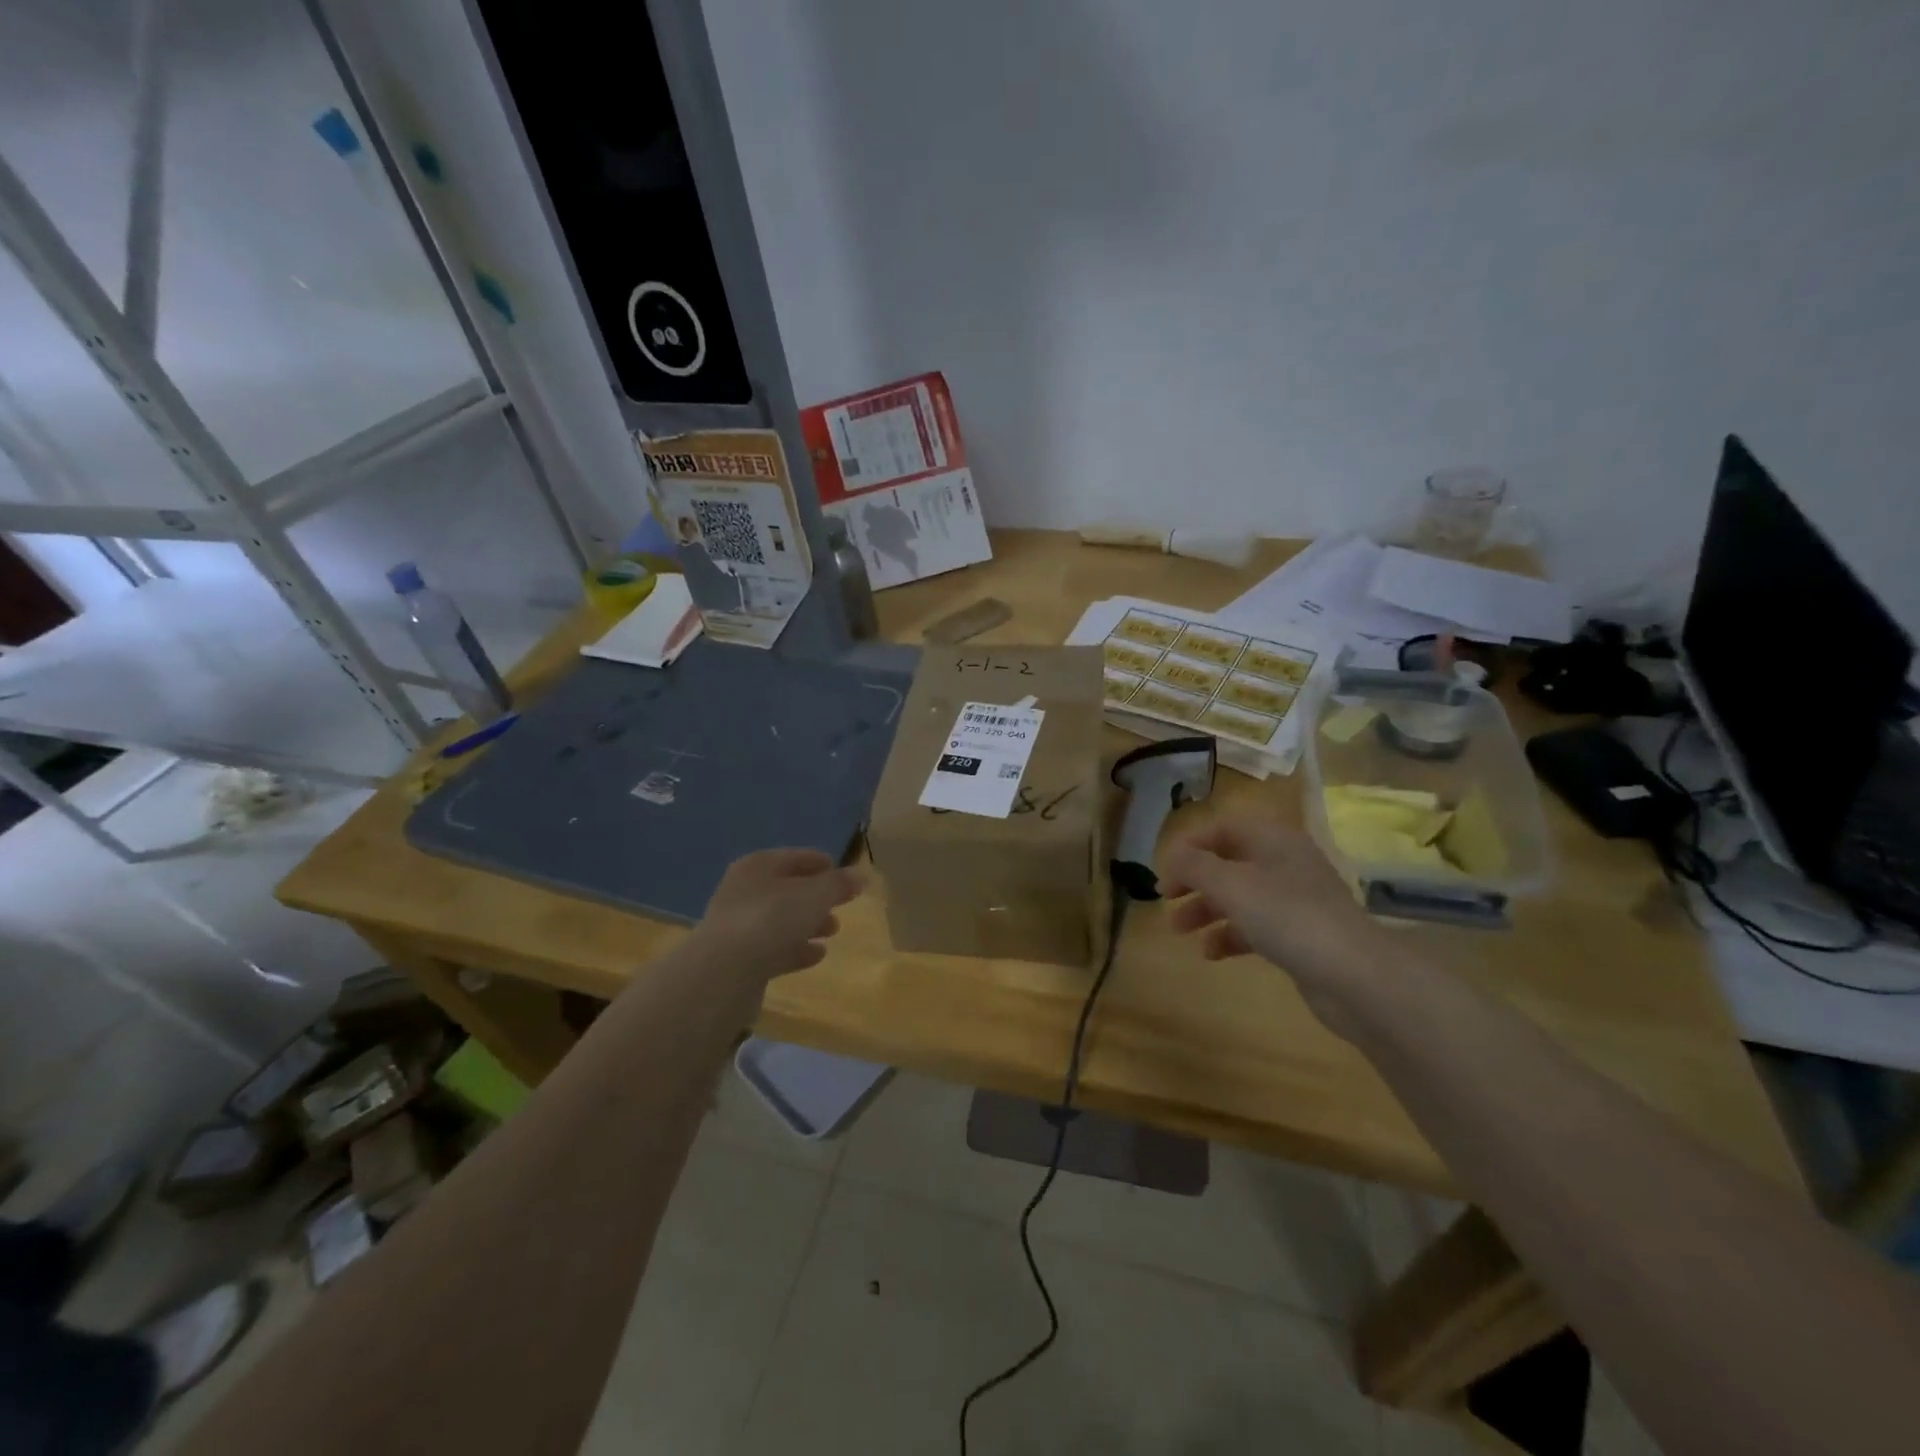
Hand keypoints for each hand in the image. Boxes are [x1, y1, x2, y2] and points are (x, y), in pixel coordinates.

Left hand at [691, 848, 863, 982]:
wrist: (724, 972)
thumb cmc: (771, 918)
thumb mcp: (814, 895)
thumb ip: (838, 884)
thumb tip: (860, 876)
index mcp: (758, 866)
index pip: (796, 857)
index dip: (822, 863)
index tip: (845, 874)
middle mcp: (744, 890)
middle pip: (787, 889)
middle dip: (816, 897)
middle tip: (842, 905)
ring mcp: (739, 926)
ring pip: (781, 920)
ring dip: (808, 923)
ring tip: (833, 931)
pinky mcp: (739, 959)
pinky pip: (774, 948)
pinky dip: (796, 949)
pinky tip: (816, 955)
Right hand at [1161, 816, 1388, 1017]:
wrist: (1354, 975)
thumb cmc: (1287, 916)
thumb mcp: (1231, 884)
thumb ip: (1195, 865)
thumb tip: (1172, 856)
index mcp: (1273, 839)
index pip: (1223, 828)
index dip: (1190, 844)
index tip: (1165, 870)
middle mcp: (1285, 863)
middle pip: (1229, 862)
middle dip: (1194, 880)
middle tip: (1166, 900)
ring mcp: (1295, 901)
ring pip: (1239, 896)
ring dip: (1206, 910)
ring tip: (1180, 931)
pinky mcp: (1300, 935)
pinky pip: (1255, 926)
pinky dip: (1230, 935)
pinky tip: (1210, 953)